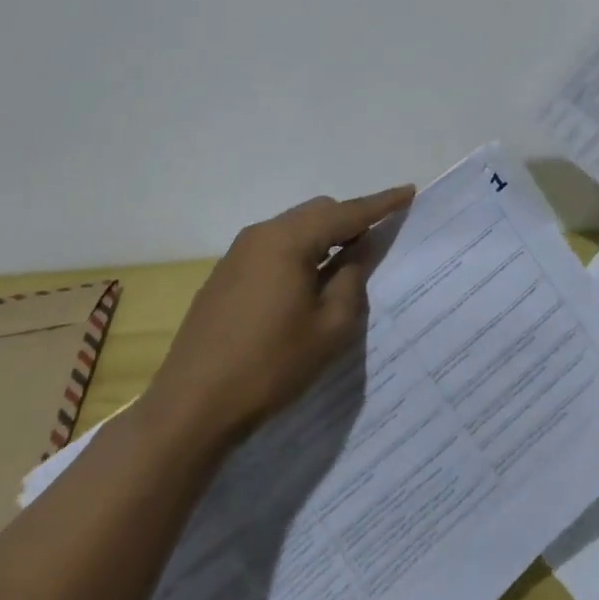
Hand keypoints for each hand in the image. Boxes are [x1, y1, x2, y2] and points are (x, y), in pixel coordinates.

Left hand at [141, 184, 414, 448]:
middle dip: (350, 220)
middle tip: (377, 241)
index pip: (346, 213)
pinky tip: (306, 283)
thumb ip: (352, 279)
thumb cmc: (270, 365)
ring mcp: (237, 254)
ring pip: (293, 228)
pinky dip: (299, 253)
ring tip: (345, 264)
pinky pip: (273, 248)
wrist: (190, 408)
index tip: (408, 191)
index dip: (381, 203)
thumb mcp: (329, 327)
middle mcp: (261, 235)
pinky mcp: (224, 276)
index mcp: (289, 239)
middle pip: (317, 213)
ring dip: (323, 238)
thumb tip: (360, 250)